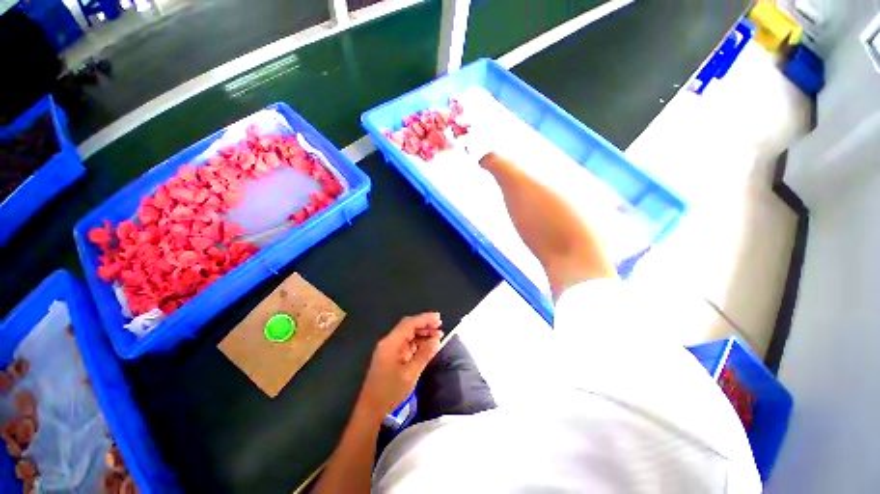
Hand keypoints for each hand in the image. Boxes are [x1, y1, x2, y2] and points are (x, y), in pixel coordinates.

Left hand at [357, 313, 443, 419]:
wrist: (371, 411)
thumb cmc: (390, 392)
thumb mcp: (410, 373)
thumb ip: (424, 354)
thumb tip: (437, 339)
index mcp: (391, 343)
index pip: (409, 323)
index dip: (424, 318)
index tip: (439, 318)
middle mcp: (389, 342)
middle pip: (408, 327)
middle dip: (425, 325)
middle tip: (440, 327)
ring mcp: (389, 350)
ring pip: (408, 335)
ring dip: (422, 334)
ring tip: (437, 336)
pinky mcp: (391, 357)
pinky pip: (406, 345)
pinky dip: (418, 343)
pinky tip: (428, 346)